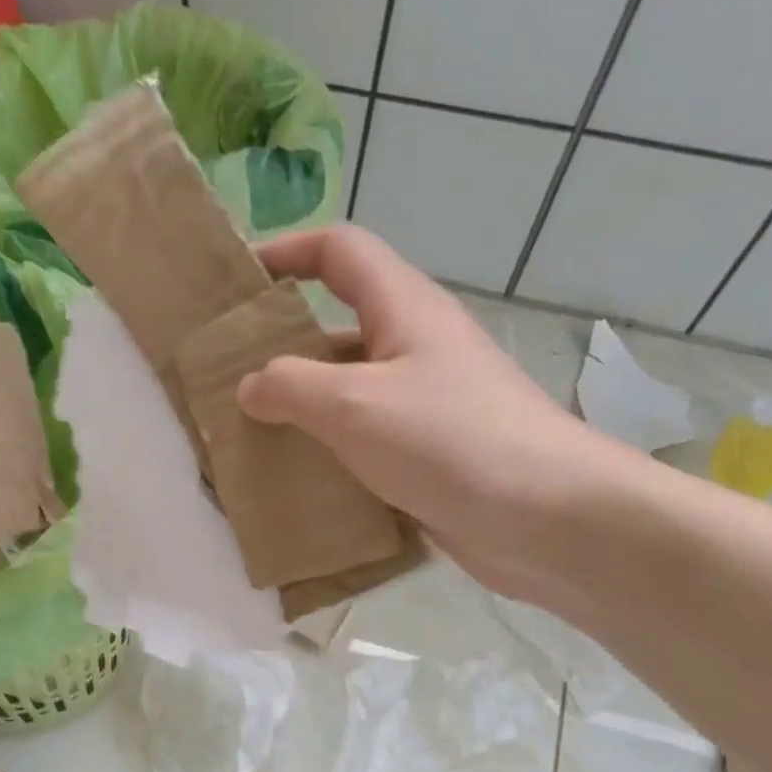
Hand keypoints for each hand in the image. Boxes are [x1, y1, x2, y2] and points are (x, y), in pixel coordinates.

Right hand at [238, 225, 634, 601]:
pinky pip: (365, 441)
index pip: (340, 252)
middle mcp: (415, 348)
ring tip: (247, 435)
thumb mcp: (354, 404)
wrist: (545, 518)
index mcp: (404, 309)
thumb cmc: (449, 441)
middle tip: (226, 376)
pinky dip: (329, 453)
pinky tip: (296, 480)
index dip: (287, 252)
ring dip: (302, 408)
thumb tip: (251, 386)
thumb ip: (292, 387)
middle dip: (282, 345)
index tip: (238, 278)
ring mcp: (424, 405)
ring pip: (349, 392)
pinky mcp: (427, 456)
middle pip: (338, 326)